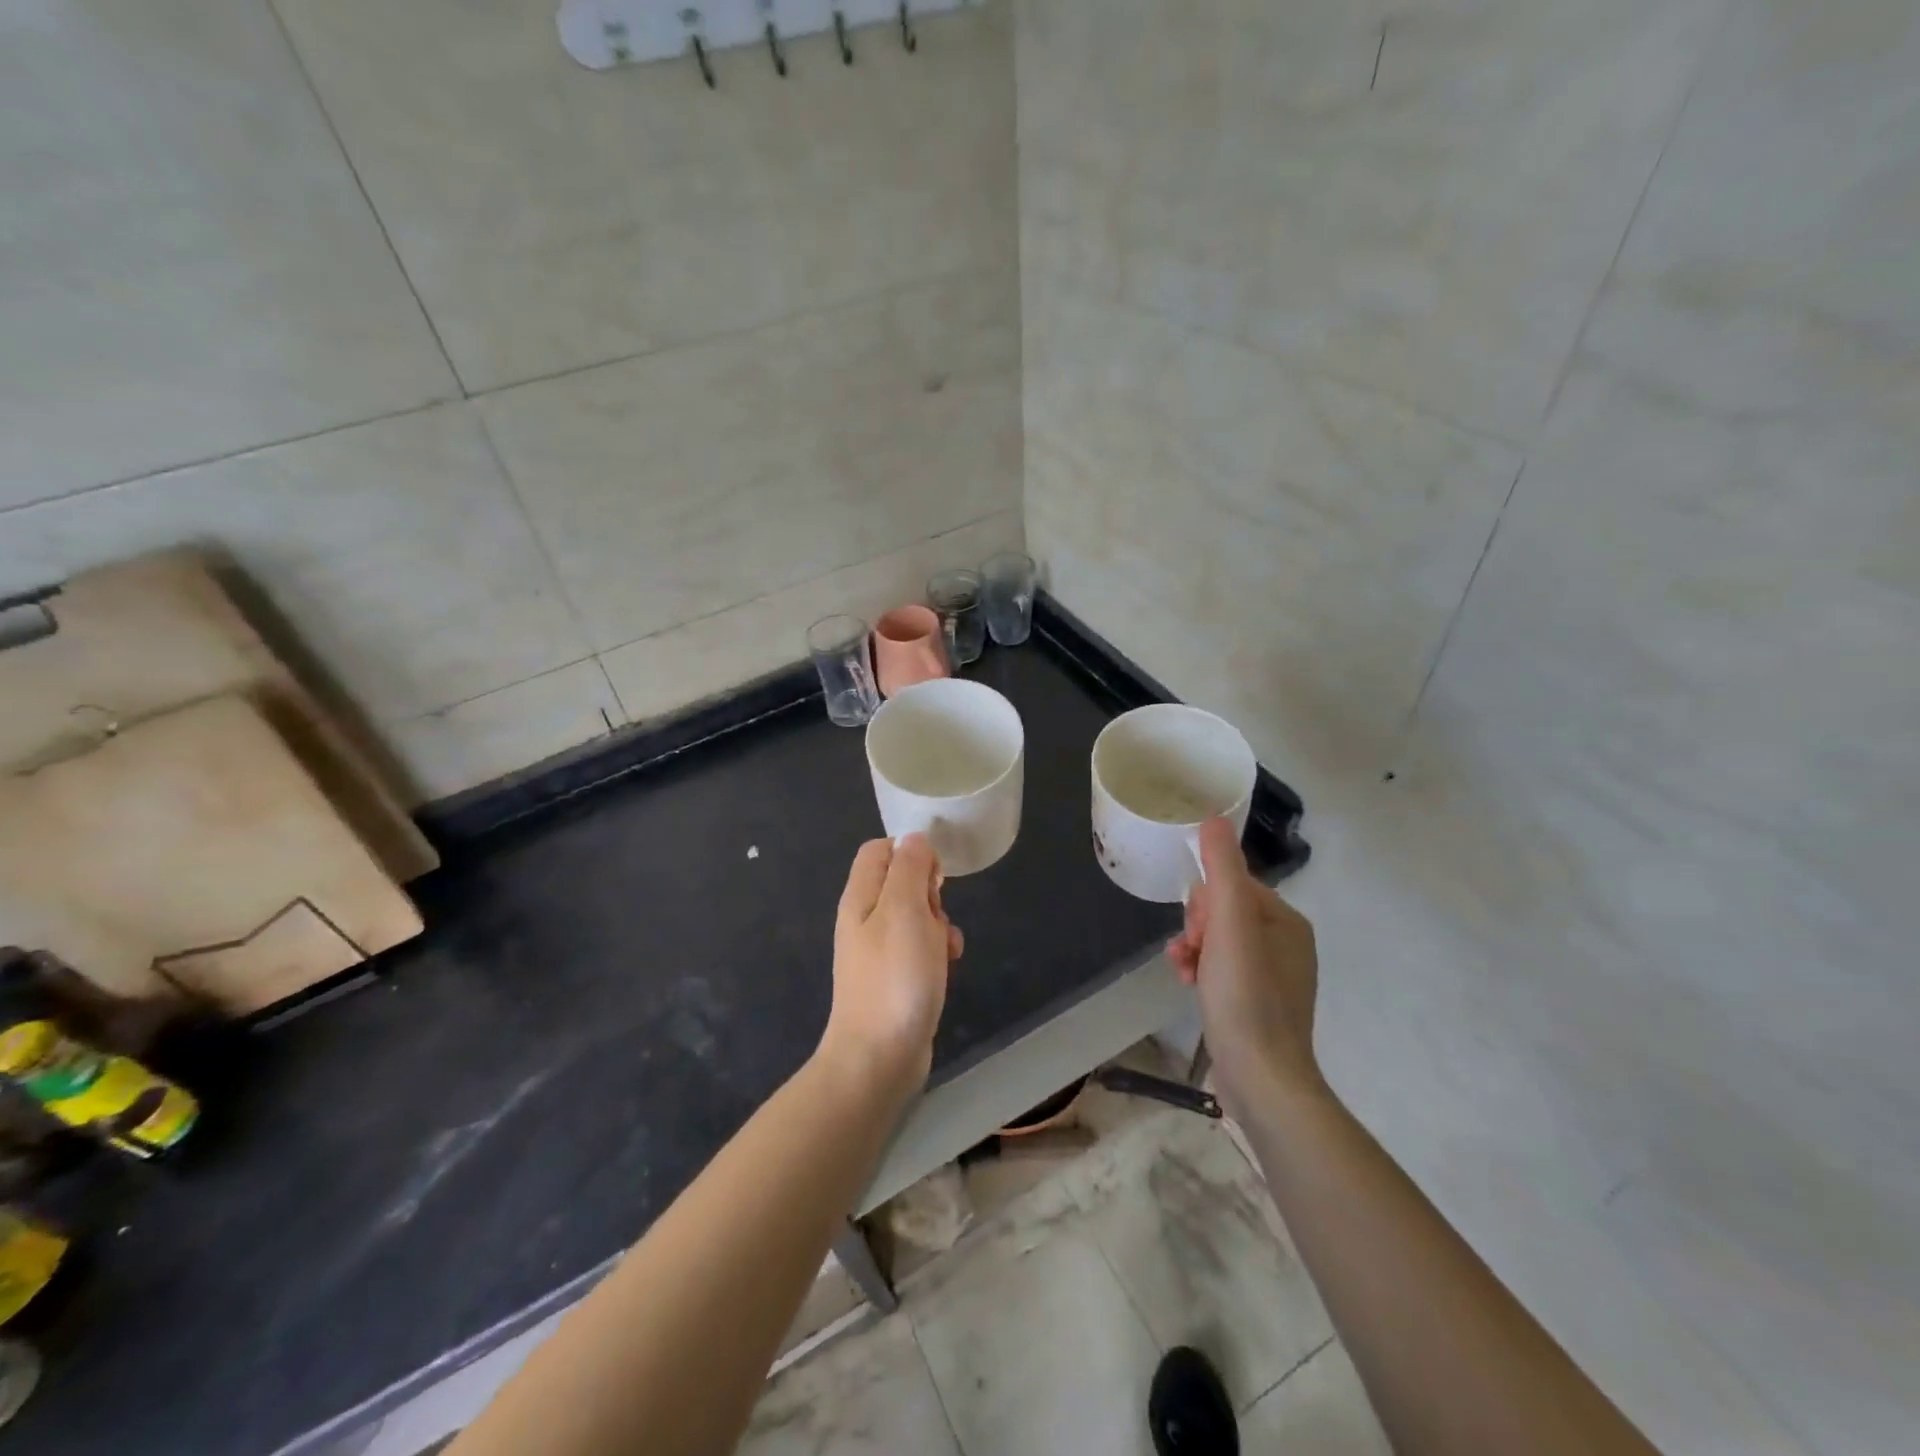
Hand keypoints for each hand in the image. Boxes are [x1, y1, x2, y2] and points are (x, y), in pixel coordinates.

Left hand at [821, 834, 962, 1091]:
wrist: (879, 1057)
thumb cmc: (895, 977)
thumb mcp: (905, 910)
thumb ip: (909, 868)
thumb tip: (913, 839)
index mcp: (861, 897)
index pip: (879, 850)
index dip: (910, 852)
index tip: (935, 875)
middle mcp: (865, 919)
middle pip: (901, 881)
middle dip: (930, 892)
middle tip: (936, 914)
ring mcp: (878, 950)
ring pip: (917, 916)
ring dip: (939, 924)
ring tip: (945, 947)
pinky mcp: (894, 977)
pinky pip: (919, 948)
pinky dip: (937, 951)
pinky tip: (947, 967)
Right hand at [1168, 817, 1324, 1114]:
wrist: (1261, 1077)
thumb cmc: (1245, 995)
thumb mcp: (1230, 924)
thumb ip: (1222, 869)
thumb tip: (1213, 818)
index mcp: (1287, 921)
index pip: (1234, 886)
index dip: (1205, 900)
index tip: (1195, 926)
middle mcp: (1286, 944)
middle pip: (1224, 913)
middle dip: (1196, 926)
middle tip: (1191, 950)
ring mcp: (1273, 978)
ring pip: (1218, 942)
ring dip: (1192, 949)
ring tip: (1181, 969)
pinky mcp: (1257, 1005)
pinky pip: (1222, 970)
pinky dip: (1200, 972)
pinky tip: (1186, 985)